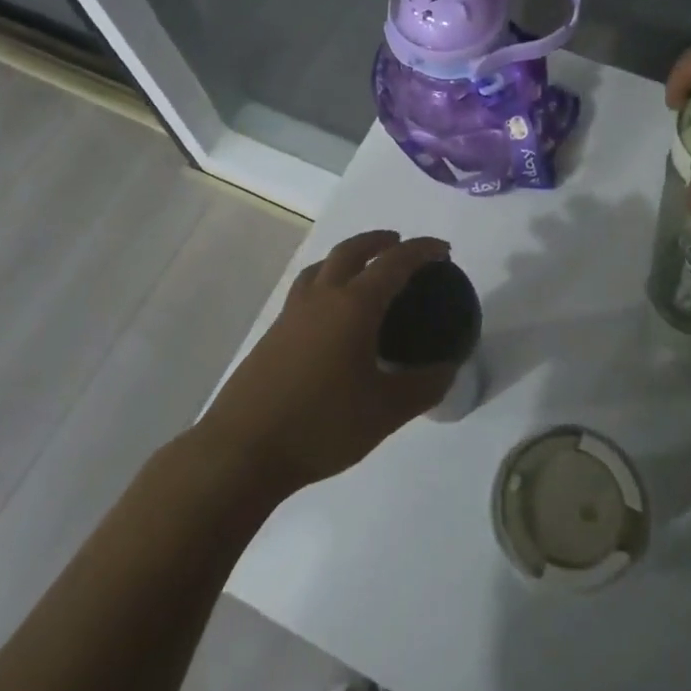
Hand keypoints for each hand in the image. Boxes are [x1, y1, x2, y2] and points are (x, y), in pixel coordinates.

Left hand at [200, 230, 456, 496]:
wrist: (243, 449)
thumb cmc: (321, 425)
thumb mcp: (386, 412)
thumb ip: (423, 386)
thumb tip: (447, 369)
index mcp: (353, 307)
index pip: (393, 263)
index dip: (421, 251)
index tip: (443, 250)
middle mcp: (321, 298)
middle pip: (350, 251)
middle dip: (378, 241)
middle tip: (400, 244)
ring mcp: (291, 314)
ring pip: (322, 267)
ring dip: (348, 257)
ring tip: (364, 270)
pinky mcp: (273, 334)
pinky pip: (306, 290)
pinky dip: (327, 282)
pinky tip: (332, 315)